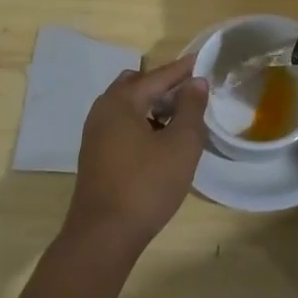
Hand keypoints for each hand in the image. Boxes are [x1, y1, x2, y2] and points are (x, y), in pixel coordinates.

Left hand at [63, 54, 209, 252]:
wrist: (103, 236)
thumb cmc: (146, 185)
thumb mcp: (181, 145)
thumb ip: (191, 108)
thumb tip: (195, 82)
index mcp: (122, 101)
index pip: (158, 76)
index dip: (183, 69)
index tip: (203, 61)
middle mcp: (103, 110)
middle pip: (136, 85)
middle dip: (163, 85)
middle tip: (190, 93)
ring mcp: (95, 134)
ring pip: (127, 106)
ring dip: (152, 105)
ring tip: (179, 118)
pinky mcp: (95, 156)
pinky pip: (121, 125)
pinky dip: (141, 122)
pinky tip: (160, 141)